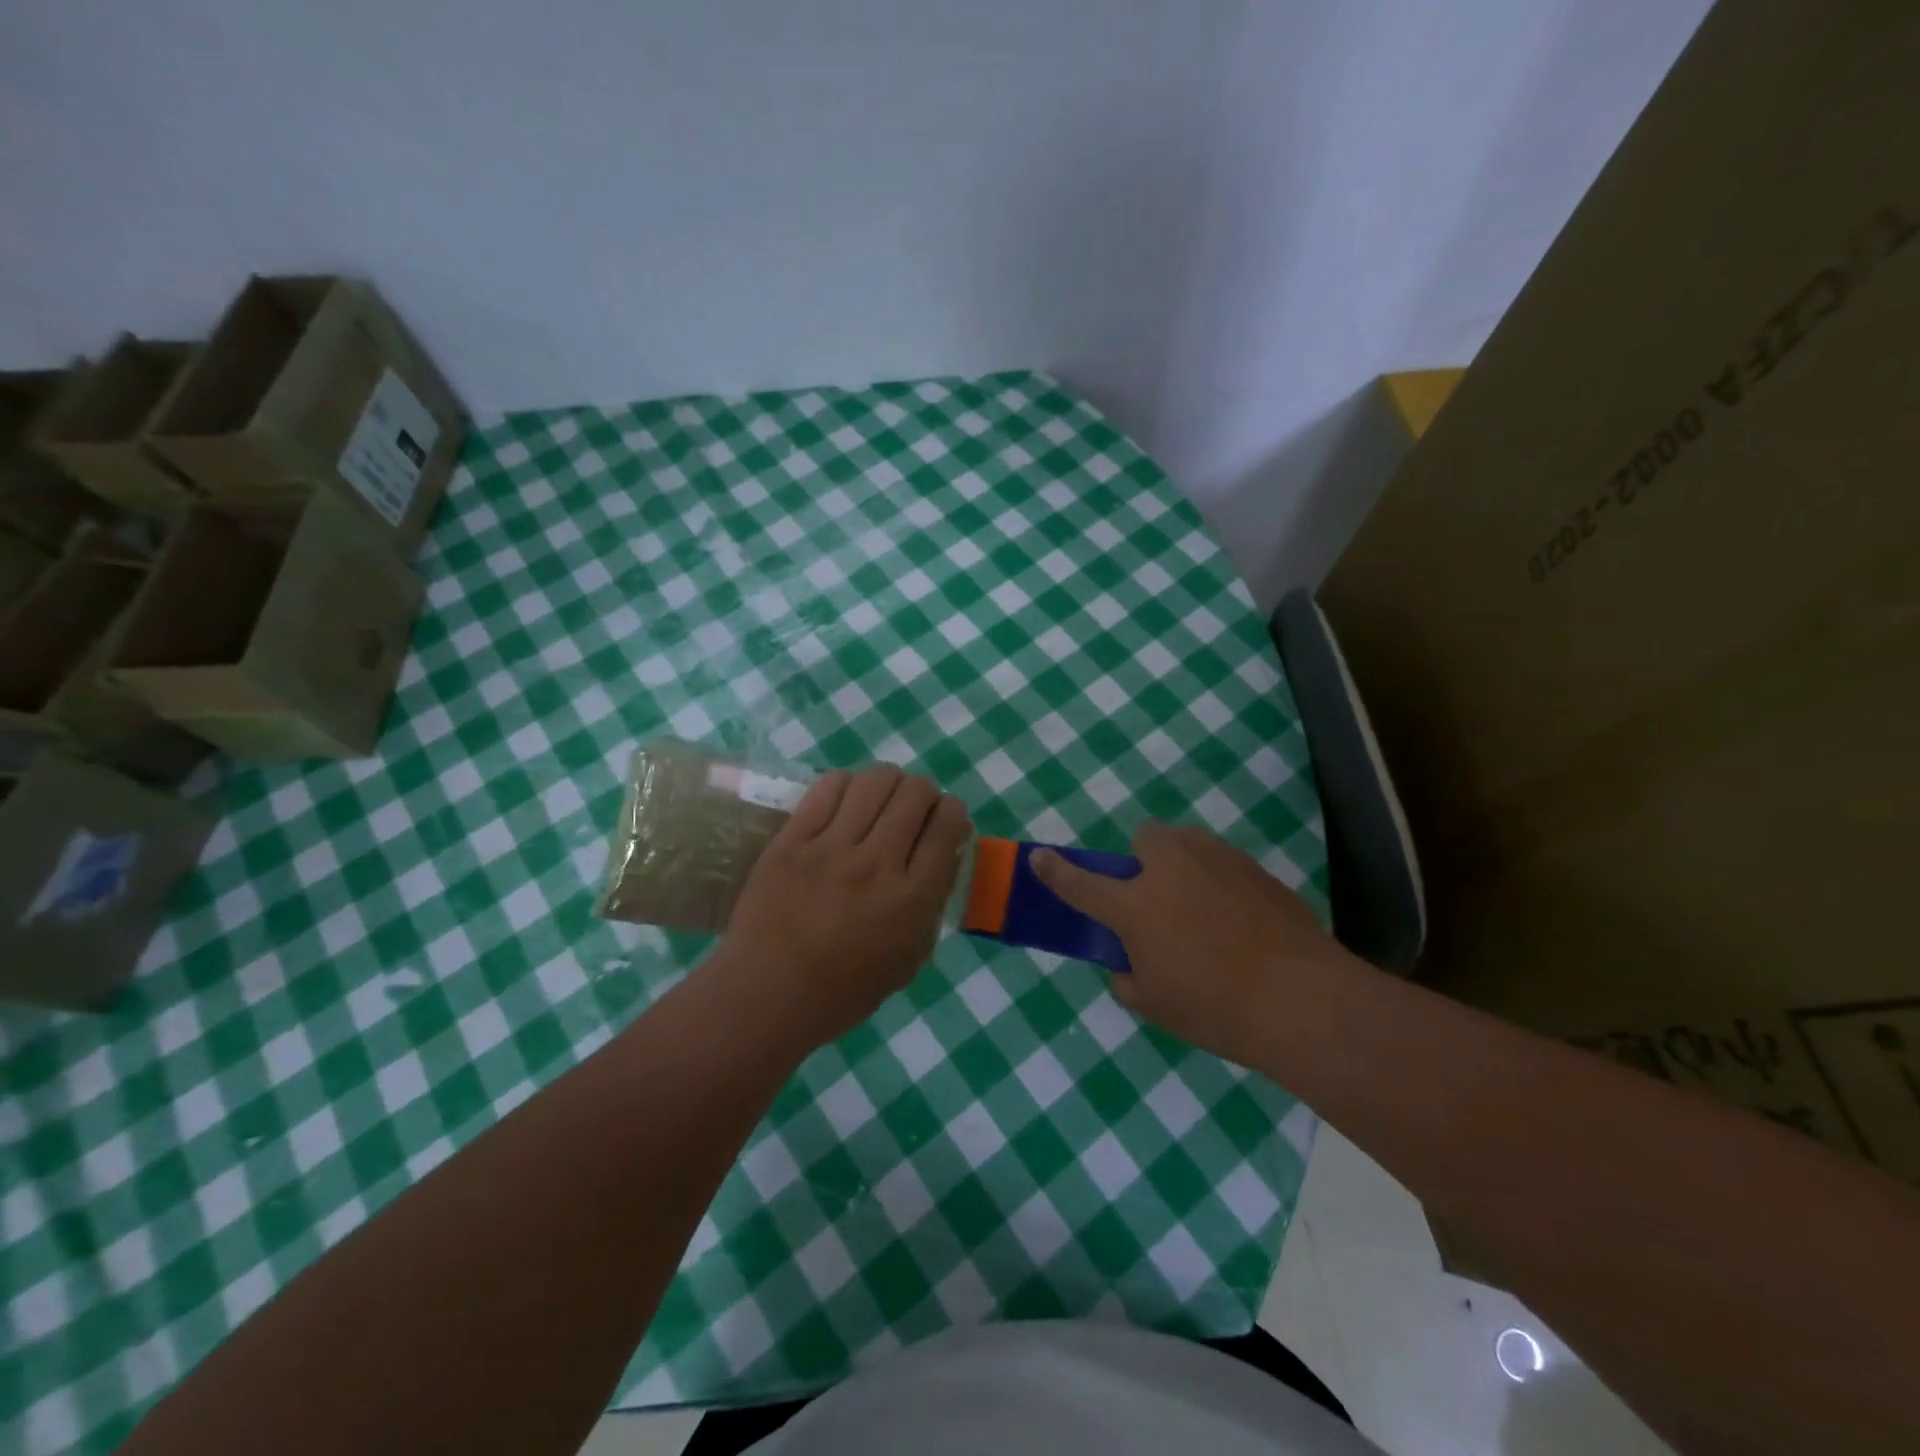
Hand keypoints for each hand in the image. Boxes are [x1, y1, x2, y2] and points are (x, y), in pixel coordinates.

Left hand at [715, 766, 971, 1049]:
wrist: (765, 996)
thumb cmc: (843, 990)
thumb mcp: (910, 959)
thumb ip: (933, 902)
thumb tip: (947, 851)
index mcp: (912, 899)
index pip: (948, 824)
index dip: (954, 813)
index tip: (944, 822)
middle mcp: (877, 864)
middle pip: (916, 792)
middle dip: (924, 793)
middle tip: (912, 810)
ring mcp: (831, 848)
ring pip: (875, 780)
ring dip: (888, 783)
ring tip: (878, 801)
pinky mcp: (792, 839)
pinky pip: (828, 787)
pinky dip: (846, 785)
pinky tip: (844, 802)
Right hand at [1032, 823, 1346, 1064]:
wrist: (1302, 998)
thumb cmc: (1215, 1007)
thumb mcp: (1155, 1005)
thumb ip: (1129, 979)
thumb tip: (1128, 965)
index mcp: (1135, 905)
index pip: (1081, 883)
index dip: (1055, 871)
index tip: (1039, 857)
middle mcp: (1171, 869)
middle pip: (1145, 836)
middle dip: (1143, 858)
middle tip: (1156, 898)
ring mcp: (1217, 861)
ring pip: (1187, 843)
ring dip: (1181, 864)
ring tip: (1202, 908)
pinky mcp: (1254, 869)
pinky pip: (1222, 863)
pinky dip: (1218, 882)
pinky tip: (1239, 920)